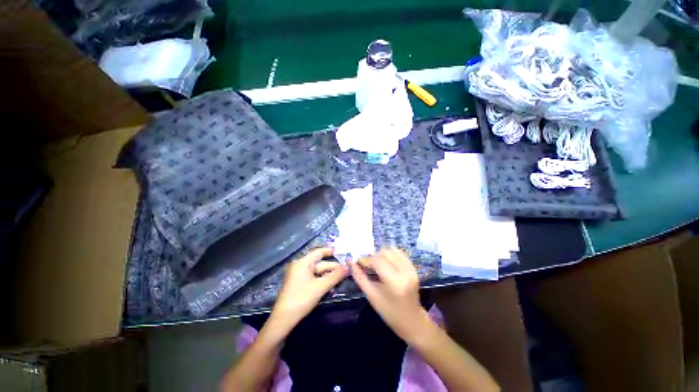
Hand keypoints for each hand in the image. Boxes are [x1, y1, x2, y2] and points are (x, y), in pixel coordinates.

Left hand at [267, 248, 347, 336]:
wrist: (284, 319)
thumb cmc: (302, 299)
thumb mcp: (321, 286)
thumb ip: (336, 276)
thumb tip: (348, 266)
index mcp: (303, 262)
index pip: (319, 252)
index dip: (331, 251)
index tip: (343, 253)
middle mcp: (300, 266)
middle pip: (320, 263)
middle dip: (333, 267)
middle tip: (347, 271)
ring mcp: (299, 275)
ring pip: (318, 272)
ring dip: (329, 275)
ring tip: (342, 279)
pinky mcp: (299, 284)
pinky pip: (314, 278)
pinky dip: (323, 281)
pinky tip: (332, 286)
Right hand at [350, 247, 430, 343]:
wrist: (412, 321)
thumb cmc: (389, 312)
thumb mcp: (372, 296)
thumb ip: (360, 277)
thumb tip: (351, 262)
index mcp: (394, 281)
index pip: (377, 261)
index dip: (365, 259)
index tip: (357, 261)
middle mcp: (405, 271)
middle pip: (385, 253)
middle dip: (373, 256)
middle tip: (366, 264)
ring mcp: (411, 268)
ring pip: (392, 250)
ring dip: (381, 254)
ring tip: (376, 264)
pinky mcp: (414, 267)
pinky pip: (399, 253)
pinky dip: (390, 255)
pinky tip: (385, 263)